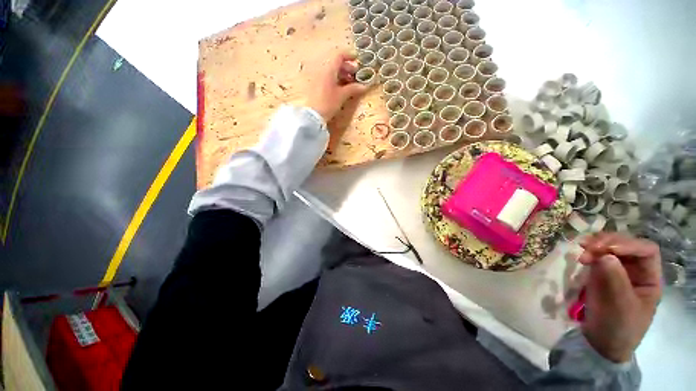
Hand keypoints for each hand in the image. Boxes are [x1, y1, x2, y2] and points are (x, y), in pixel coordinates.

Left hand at [305, 51, 368, 121]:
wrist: (313, 115)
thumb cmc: (328, 103)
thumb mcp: (342, 96)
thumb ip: (353, 89)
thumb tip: (365, 86)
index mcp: (329, 69)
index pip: (339, 55)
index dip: (350, 56)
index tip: (358, 60)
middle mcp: (322, 70)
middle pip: (336, 63)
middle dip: (347, 67)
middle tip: (355, 75)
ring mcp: (317, 78)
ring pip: (331, 71)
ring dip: (342, 74)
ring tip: (350, 84)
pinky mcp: (315, 86)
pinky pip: (327, 78)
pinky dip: (335, 80)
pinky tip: (340, 89)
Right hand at [578, 233, 661, 362]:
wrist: (601, 342)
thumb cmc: (619, 327)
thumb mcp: (620, 305)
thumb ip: (615, 279)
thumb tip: (605, 255)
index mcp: (649, 278)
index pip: (646, 251)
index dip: (628, 245)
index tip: (606, 250)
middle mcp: (636, 270)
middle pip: (627, 245)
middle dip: (608, 242)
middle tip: (587, 247)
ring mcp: (618, 271)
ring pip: (611, 248)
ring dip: (596, 245)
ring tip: (581, 248)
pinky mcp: (602, 273)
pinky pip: (598, 256)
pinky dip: (589, 252)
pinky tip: (581, 255)